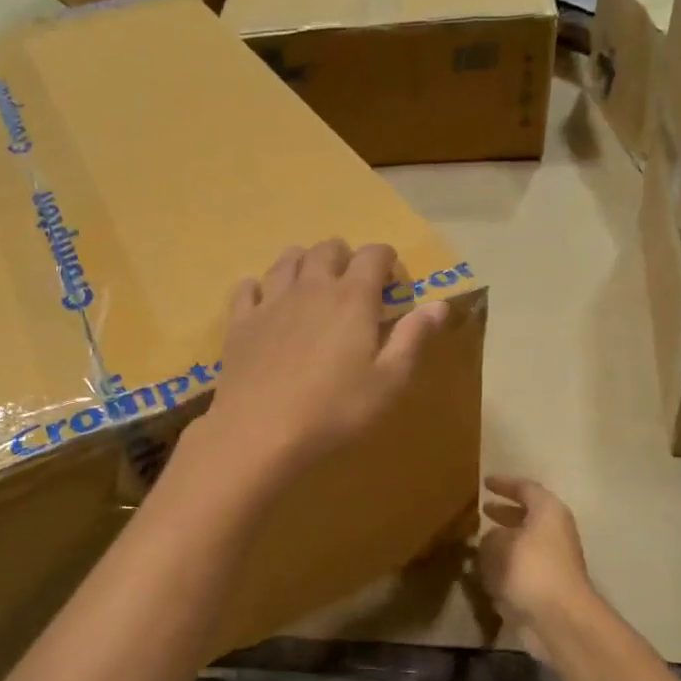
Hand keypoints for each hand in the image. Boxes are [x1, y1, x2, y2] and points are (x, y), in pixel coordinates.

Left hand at [191, 239, 447, 495]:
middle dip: (345, 257)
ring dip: (304, 263)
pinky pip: (247, 287)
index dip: (386, 260)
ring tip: (311, 284)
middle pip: (328, 249)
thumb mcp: (388, 381)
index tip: (391, 280)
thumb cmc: (334, 410)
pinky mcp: (240, 322)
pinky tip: (264, 301)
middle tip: (353, 283)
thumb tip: (440, 305)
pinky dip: (259, 287)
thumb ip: (413, 338)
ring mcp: (271, 301)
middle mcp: (311, 287)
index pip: (373, 254)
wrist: (259, 431)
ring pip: (287, 260)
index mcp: (352, 298)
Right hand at [477, 476, 593, 631]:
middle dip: (505, 513)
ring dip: (505, 541)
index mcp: (548, 512)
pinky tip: (487, 570)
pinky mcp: (548, 584)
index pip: (525, 489)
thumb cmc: (532, 570)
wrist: (559, 618)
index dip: (504, 484)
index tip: (485, 483)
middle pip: (528, 515)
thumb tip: (491, 539)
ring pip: (525, 542)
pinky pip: (523, 566)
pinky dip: (507, 564)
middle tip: (484, 510)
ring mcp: (554, 559)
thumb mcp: (501, 545)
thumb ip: (491, 537)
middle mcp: (555, 531)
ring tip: (481, 541)